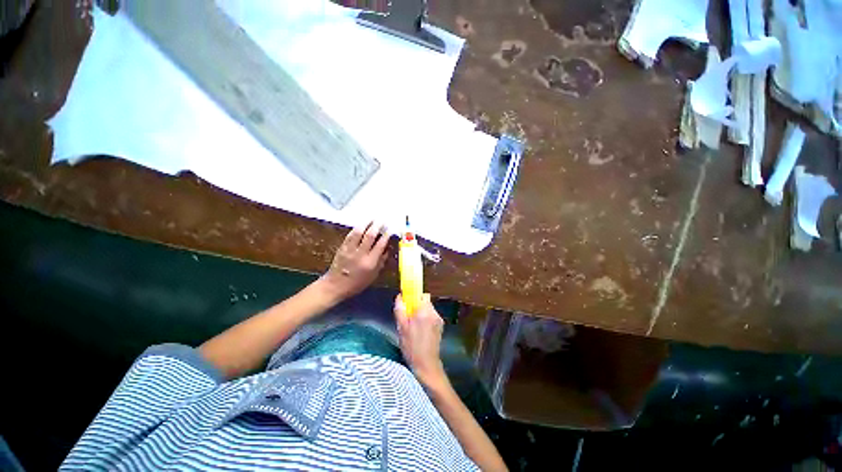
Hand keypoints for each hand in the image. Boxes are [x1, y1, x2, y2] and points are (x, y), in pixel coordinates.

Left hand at [319, 221, 389, 302]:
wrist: (335, 286)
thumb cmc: (357, 283)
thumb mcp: (373, 276)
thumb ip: (381, 262)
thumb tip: (387, 249)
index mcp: (370, 262)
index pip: (380, 245)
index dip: (386, 236)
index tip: (390, 229)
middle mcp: (360, 254)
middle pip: (370, 235)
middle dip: (377, 226)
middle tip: (382, 220)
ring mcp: (350, 250)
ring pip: (359, 232)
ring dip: (366, 223)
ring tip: (372, 218)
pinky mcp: (342, 248)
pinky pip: (350, 235)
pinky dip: (356, 228)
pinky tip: (361, 225)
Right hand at [394, 293, 445, 386]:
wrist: (426, 364)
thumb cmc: (411, 346)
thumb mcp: (401, 328)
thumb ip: (400, 309)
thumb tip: (400, 296)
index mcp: (424, 311)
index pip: (421, 294)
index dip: (413, 296)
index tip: (407, 302)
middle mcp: (433, 312)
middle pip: (425, 300)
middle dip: (417, 305)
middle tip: (408, 316)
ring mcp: (439, 319)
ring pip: (428, 308)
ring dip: (421, 312)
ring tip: (414, 326)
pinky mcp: (441, 326)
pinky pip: (432, 316)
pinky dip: (426, 319)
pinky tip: (421, 331)